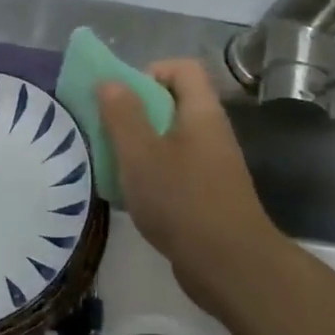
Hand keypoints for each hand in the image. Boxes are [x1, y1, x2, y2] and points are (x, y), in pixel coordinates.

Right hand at [96, 60, 286, 311]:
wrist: (229, 265)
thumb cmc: (182, 201)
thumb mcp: (141, 153)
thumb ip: (122, 114)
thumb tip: (108, 81)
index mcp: (201, 113)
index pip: (182, 68)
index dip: (149, 71)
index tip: (120, 98)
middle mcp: (210, 133)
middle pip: (171, 103)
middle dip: (133, 113)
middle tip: (106, 133)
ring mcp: (210, 166)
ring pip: (167, 140)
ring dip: (136, 147)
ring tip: (110, 166)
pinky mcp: (204, 195)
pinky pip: (171, 170)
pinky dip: (148, 176)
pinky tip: (128, 197)